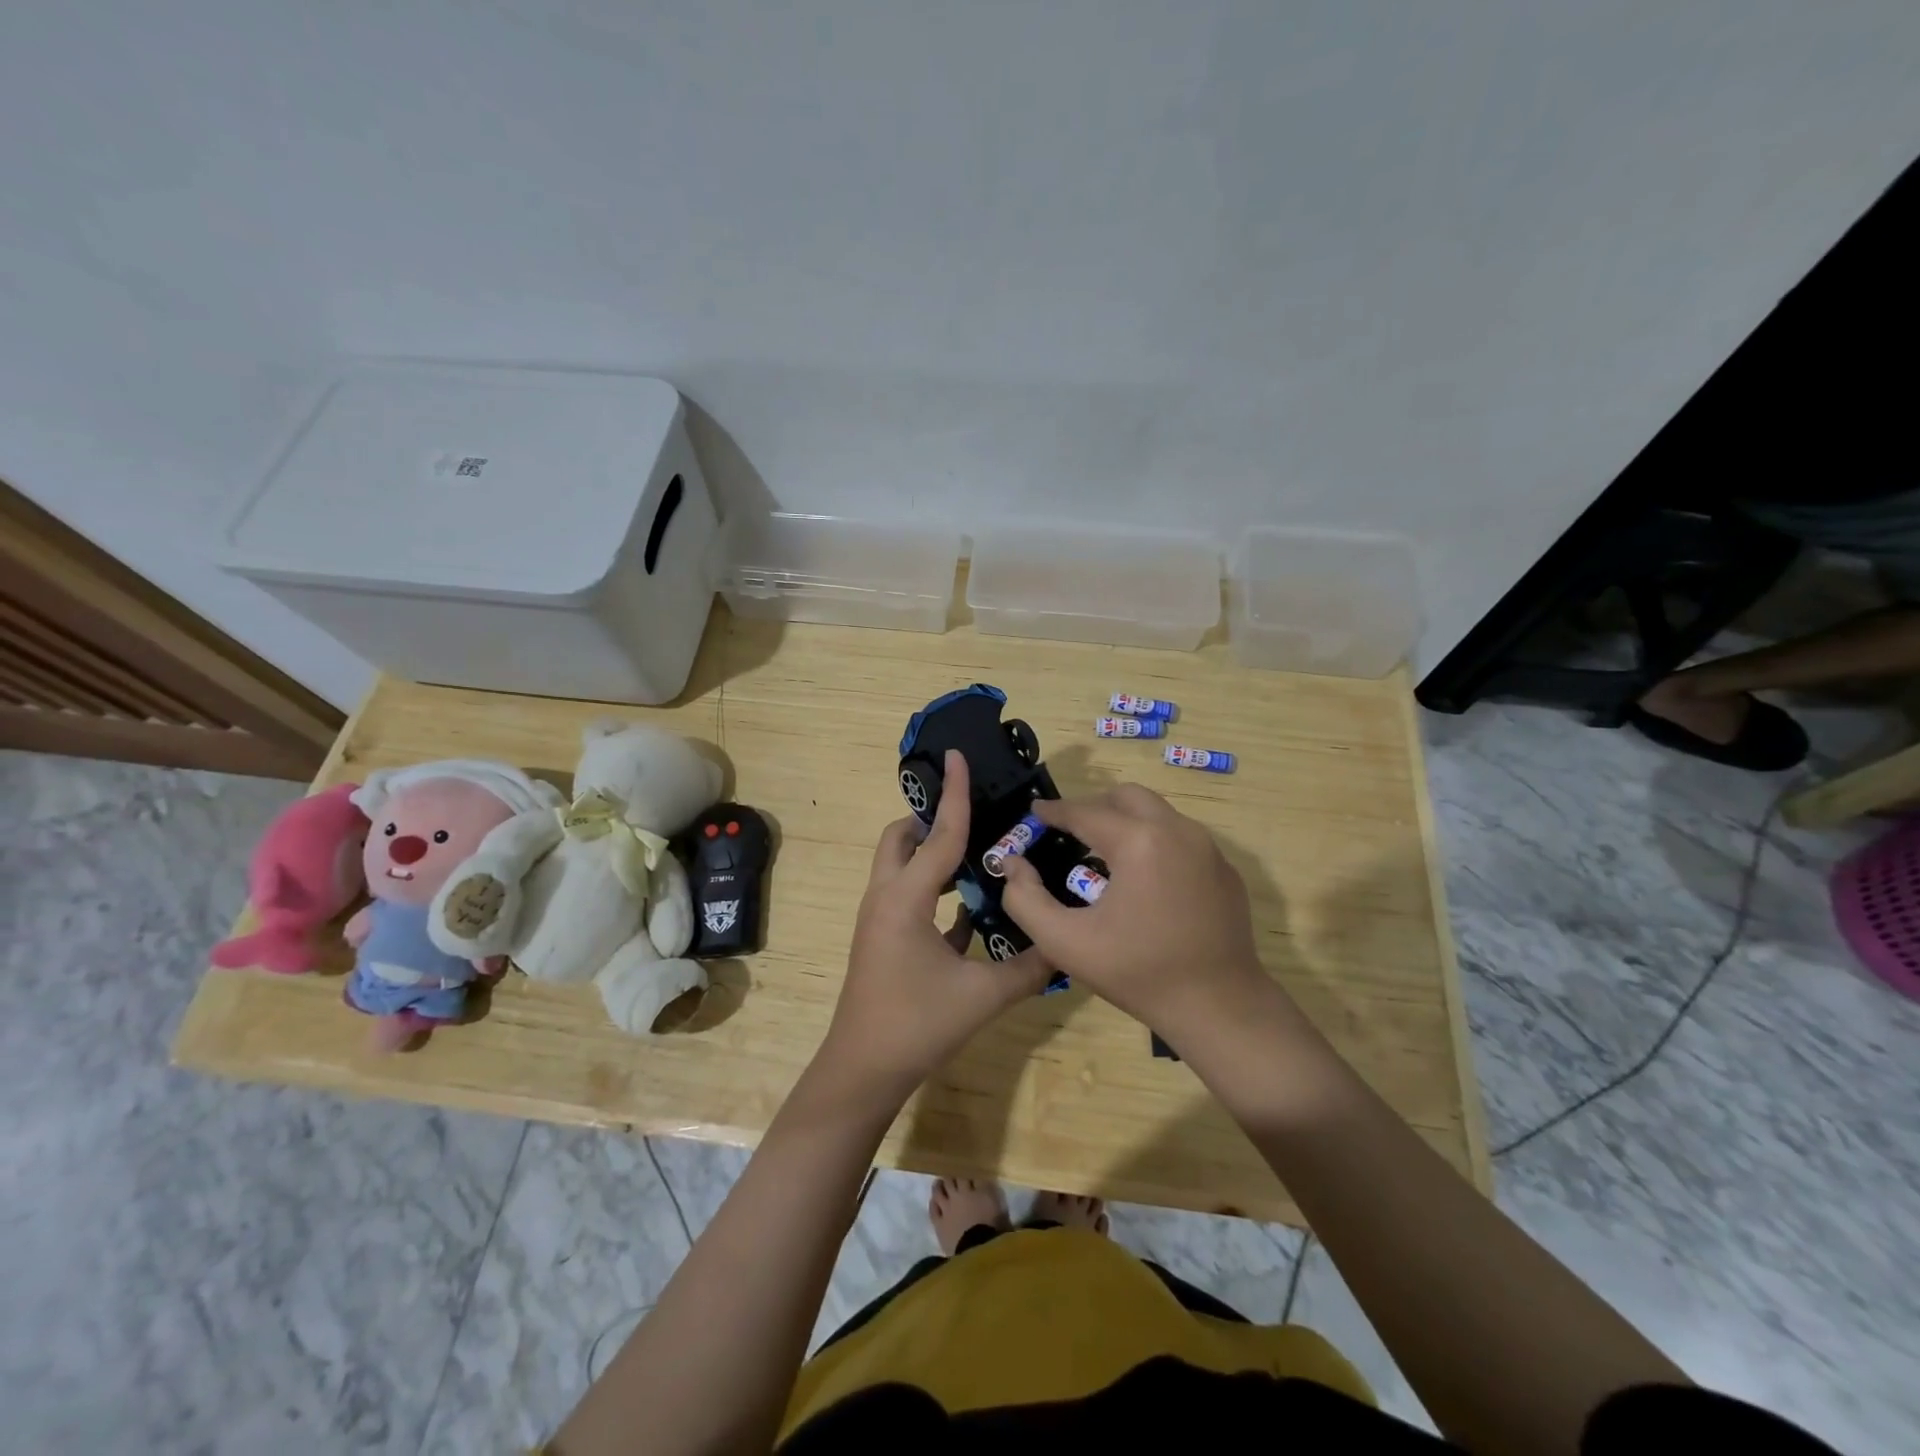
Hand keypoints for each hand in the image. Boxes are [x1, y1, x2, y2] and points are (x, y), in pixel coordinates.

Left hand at [819, 750, 1052, 1103]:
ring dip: (934, 854)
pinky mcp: (884, 939)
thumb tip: (1067, 945)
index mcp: (905, 899)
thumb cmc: (917, 1025)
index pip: (938, 834)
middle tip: (976, 819)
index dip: (954, 795)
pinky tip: (972, 906)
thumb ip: (1028, 966)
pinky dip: (935, 890)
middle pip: (901, 838)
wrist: (864, 1070)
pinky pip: (909, 897)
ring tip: (981, 855)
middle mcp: (886, 898)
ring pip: (902, 866)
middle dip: (931, 820)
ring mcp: (881, 919)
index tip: (958, 756)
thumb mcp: (982, 996)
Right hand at [999, 785, 1272, 1034]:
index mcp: (1138, 842)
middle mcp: (1177, 831)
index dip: (1054, 811)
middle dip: (1094, 807)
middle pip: (1127, 797)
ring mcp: (1208, 848)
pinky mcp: (1225, 870)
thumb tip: (1012, 864)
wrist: (1219, 1007)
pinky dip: (1155, 844)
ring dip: (1126, 823)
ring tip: (1105, 857)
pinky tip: (1145, 883)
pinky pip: (1181, 840)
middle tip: (1071, 832)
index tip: (1035, 813)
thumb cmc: (1137, 973)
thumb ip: (1025, 899)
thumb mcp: (1066, 943)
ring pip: (1158, 814)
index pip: (1085, 812)